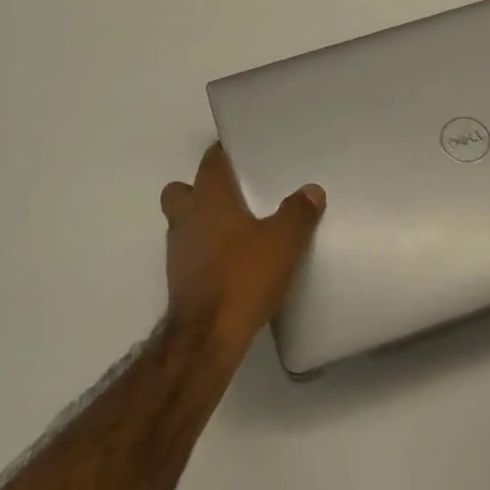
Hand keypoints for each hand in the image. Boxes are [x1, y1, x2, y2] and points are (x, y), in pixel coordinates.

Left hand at [160, 144, 325, 354]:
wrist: (207, 336)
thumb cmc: (243, 276)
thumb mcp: (283, 242)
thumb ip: (298, 212)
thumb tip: (311, 190)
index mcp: (209, 197)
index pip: (211, 161)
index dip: (224, 153)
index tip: (243, 153)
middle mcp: (186, 217)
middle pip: (183, 189)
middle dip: (202, 188)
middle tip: (234, 195)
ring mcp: (178, 249)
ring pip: (183, 222)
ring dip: (202, 222)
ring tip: (237, 230)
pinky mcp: (179, 278)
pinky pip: (190, 251)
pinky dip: (205, 251)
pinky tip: (232, 262)